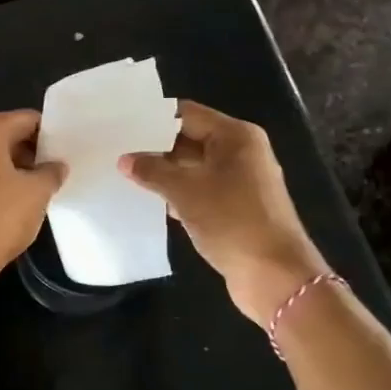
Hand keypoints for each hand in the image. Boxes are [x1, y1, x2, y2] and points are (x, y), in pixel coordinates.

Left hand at [0, 111, 65, 274]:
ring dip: (5, 169)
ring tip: (30, 189)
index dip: (46, 133)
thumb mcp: (37, 192)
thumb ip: (51, 172)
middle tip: (49, 170)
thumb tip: (57, 166)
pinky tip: (4, 204)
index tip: (62, 149)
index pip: (24, 120)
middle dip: (25, 152)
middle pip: (0, 137)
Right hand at [119, 100, 328, 323]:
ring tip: (124, 175)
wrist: (274, 275)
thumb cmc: (231, 221)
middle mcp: (241, 152)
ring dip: (164, 173)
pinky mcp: (236, 208)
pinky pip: (200, 190)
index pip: (186, 114)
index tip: (120, 125)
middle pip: (190, 139)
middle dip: (155, 147)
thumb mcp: (185, 191)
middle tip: (116, 151)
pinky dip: (178, 194)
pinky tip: (151, 202)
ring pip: (193, 167)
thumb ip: (152, 170)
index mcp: (236, 136)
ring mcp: (241, 181)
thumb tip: (125, 159)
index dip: (153, 119)